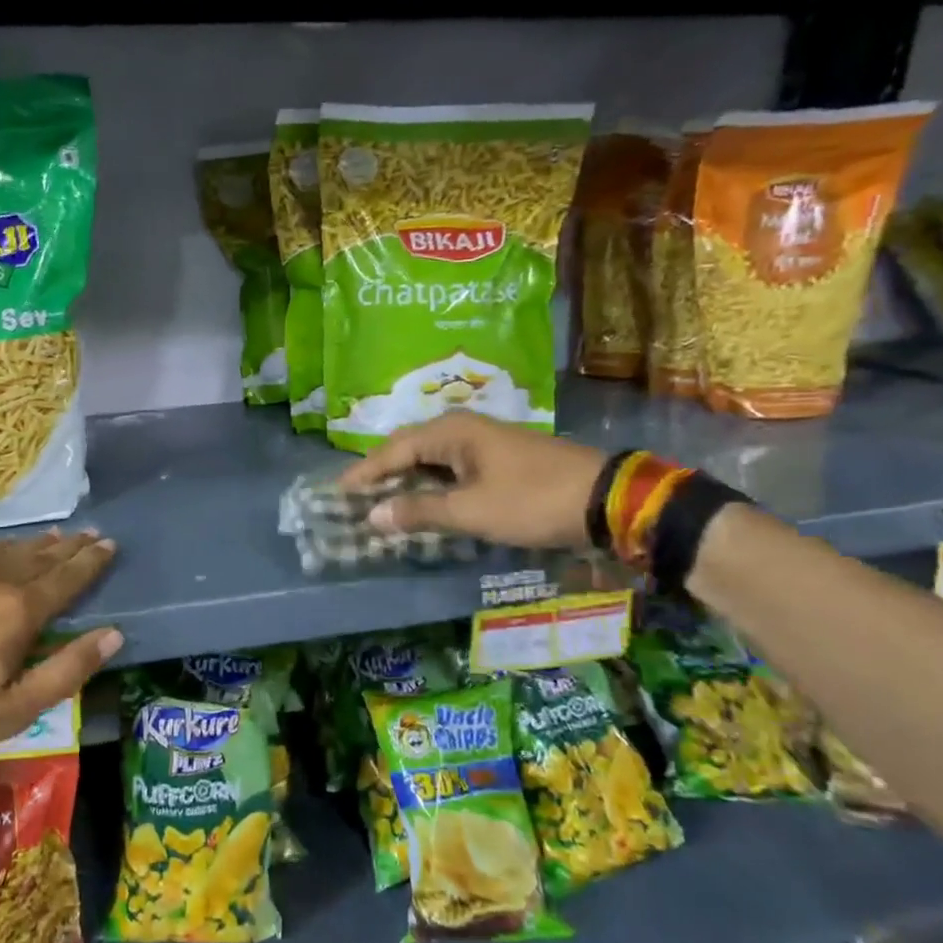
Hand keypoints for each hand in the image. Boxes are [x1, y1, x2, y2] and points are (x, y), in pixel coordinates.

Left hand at [0, 529, 121, 765]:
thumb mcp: (15, 708)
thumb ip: (68, 669)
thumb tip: (114, 635)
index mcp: (19, 610)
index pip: (66, 577)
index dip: (91, 561)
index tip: (110, 544)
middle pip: (40, 556)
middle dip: (70, 546)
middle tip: (91, 533)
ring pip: (8, 550)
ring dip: (36, 543)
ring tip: (55, 535)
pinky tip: (1, 549)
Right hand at [338, 413, 606, 549]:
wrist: (604, 498)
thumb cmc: (531, 500)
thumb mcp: (471, 511)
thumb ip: (419, 511)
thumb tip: (373, 515)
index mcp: (450, 431)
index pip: (393, 450)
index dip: (364, 472)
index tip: (338, 491)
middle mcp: (462, 427)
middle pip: (408, 448)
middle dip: (381, 472)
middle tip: (355, 496)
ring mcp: (482, 441)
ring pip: (430, 458)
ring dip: (405, 479)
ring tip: (381, 500)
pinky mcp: (497, 457)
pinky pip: (449, 466)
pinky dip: (429, 483)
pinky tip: (423, 500)